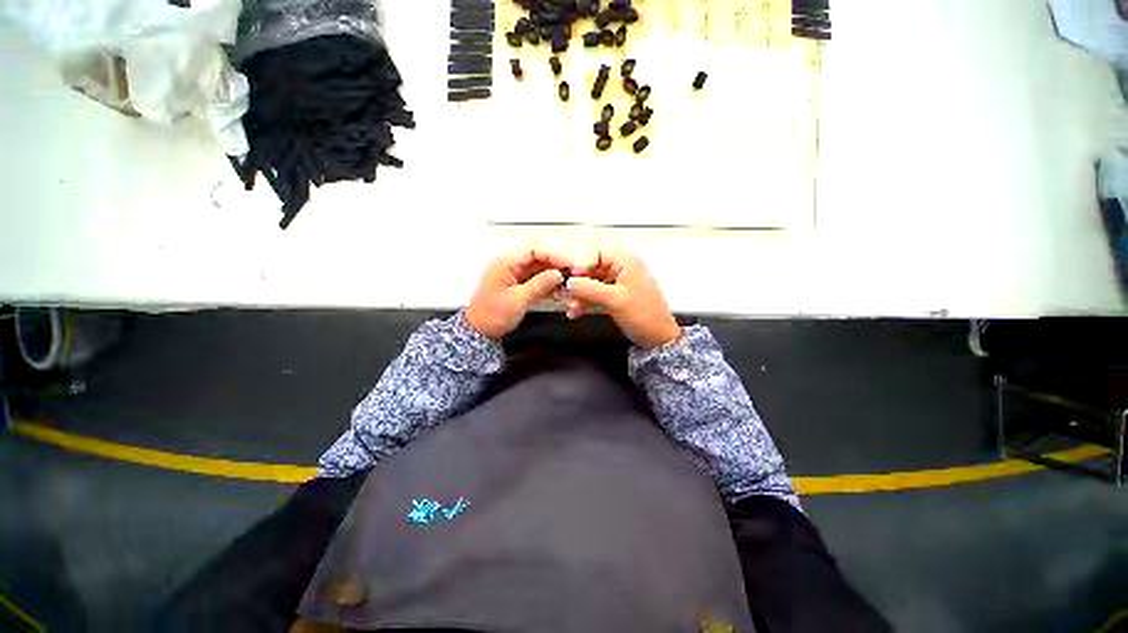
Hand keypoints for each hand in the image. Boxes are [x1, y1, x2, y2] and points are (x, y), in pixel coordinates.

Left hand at [465, 247, 569, 338]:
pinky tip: (558, 291)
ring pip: (541, 267)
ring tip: (567, 285)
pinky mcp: (520, 283)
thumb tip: (557, 275)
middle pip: (539, 257)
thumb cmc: (490, 316)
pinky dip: (550, 284)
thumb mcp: (517, 301)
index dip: (554, 254)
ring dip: (555, 275)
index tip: (570, 262)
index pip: (534, 249)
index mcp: (505, 263)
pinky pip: (539, 278)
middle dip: (558, 264)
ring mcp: (516, 274)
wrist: (480, 332)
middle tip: (574, 272)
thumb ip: (539, 285)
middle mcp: (511, 264)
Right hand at [565, 249, 681, 348]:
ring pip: (590, 282)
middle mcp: (620, 268)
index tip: (570, 276)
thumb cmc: (642, 315)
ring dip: (579, 294)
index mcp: (625, 262)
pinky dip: (584, 301)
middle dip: (577, 281)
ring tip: (571, 307)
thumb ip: (589, 288)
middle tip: (565, 292)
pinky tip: (575, 312)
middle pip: (591, 267)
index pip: (596, 252)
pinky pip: (594, 294)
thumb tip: (568, 282)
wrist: (658, 339)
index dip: (581, 262)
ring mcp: (617, 283)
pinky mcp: (614, 296)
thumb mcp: (614, 299)